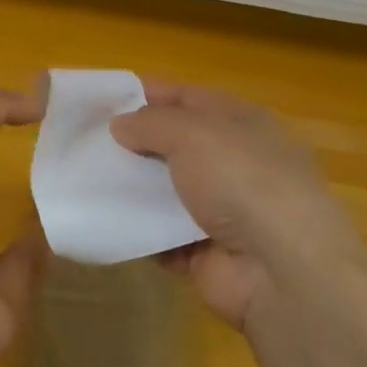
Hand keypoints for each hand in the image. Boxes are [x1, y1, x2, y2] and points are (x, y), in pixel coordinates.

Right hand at [111, 81, 363, 331]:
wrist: (281, 271)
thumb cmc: (242, 181)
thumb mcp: (192, 133)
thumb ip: (150, 123)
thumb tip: (120, 125)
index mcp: (243, 124)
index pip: (189, 98)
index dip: (149, 94)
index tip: (104, 98)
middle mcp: (236, 163)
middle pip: (175, 145)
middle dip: (134, 142)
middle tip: (86, 140)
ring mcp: (223, 211)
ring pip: (166, 191)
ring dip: (131, 187)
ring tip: (85, 178)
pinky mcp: (206, 253)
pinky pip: (161, 235)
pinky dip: (137, 230)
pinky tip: (103, 219)